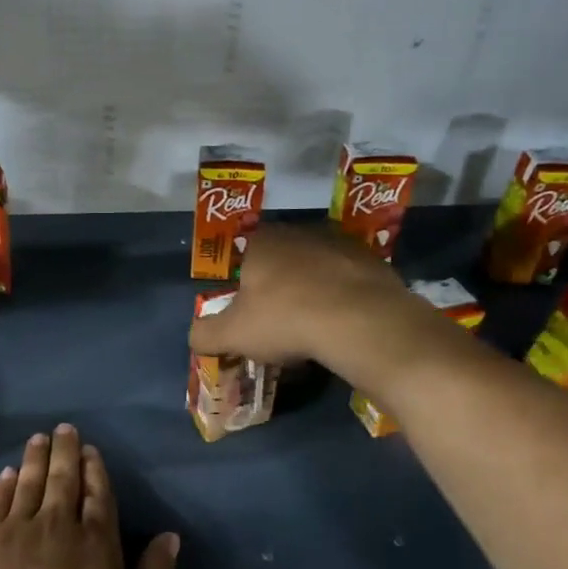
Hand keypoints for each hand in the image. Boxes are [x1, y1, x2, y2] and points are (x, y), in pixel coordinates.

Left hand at [0, 425, 179, 568]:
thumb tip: (171, 536)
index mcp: (96, 540)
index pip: (97, 494)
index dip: (95, 470)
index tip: (91, 450)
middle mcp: (59, 523)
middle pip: (63, 479)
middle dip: (65, 451)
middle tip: (64, 428)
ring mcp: (20, 529)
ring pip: (30, 482)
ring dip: (36, 458)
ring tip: (38, 438)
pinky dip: (5, 485)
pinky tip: (8, 473)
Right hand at [187, 223, 417, 385]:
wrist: (360, 321)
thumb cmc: (285, 319)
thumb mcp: (232, 335)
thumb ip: (205, 334)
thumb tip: (195, 336)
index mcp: (261, 242)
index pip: (242, 255)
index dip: (242, 283)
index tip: (248, 311)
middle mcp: (298, 232)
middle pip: (280, 259)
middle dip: (277, 286)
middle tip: (278, 320)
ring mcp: (339, 242)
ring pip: (315, 266)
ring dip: (311, 289)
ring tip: (313, 324)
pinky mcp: (372, 259)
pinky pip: (347, 279)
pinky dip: (342, 296)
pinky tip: (342, 322)